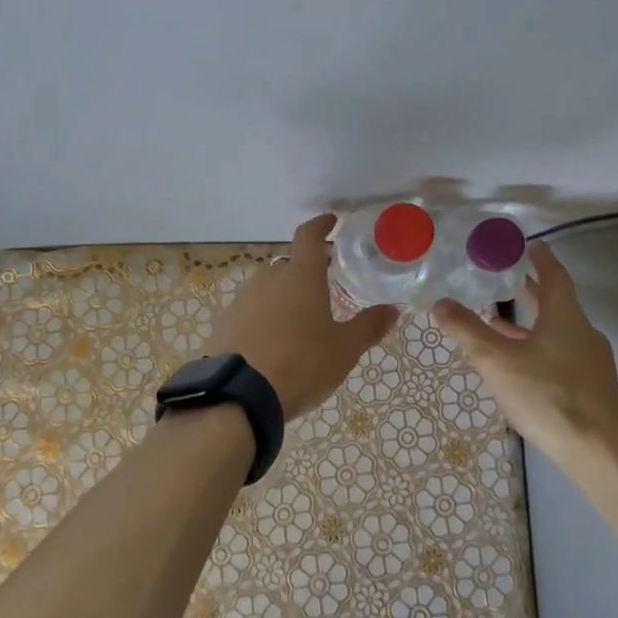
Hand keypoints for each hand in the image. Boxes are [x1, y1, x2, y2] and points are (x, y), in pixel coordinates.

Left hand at [202, 214, 397, 420]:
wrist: (240, 395)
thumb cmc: (301, 364)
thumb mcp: (344, 349)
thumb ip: (368, 326)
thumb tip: (392, 310)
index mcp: (300, 276)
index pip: (309, 235)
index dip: (321, 225)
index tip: (331, 221)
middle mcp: (268, 279)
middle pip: (289, 265)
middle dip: (306, 271)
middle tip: (323, 286)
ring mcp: (242, 299)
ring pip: (267, 288)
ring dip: (283, 296)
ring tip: (298, 321)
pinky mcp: (224, 322)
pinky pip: (249, 311)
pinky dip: (262, 317)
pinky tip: (270, 341)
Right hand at [431, 241, 617, 466]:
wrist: (598, 452)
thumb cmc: (547, 395)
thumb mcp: (497, 361)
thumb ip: (467, 330)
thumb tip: (440, 303)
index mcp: (565, 316)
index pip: (554, 275)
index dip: (540, 258)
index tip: (529, 245)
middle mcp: (583, 332)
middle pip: (556, 303)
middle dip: (531, 291)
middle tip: (505, 279)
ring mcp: (591, 361)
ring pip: (557, 331)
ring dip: (531, 323)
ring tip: (499, 322)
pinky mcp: (592, 387)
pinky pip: (561, 353)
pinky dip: (539, 347)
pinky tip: (519, 364)